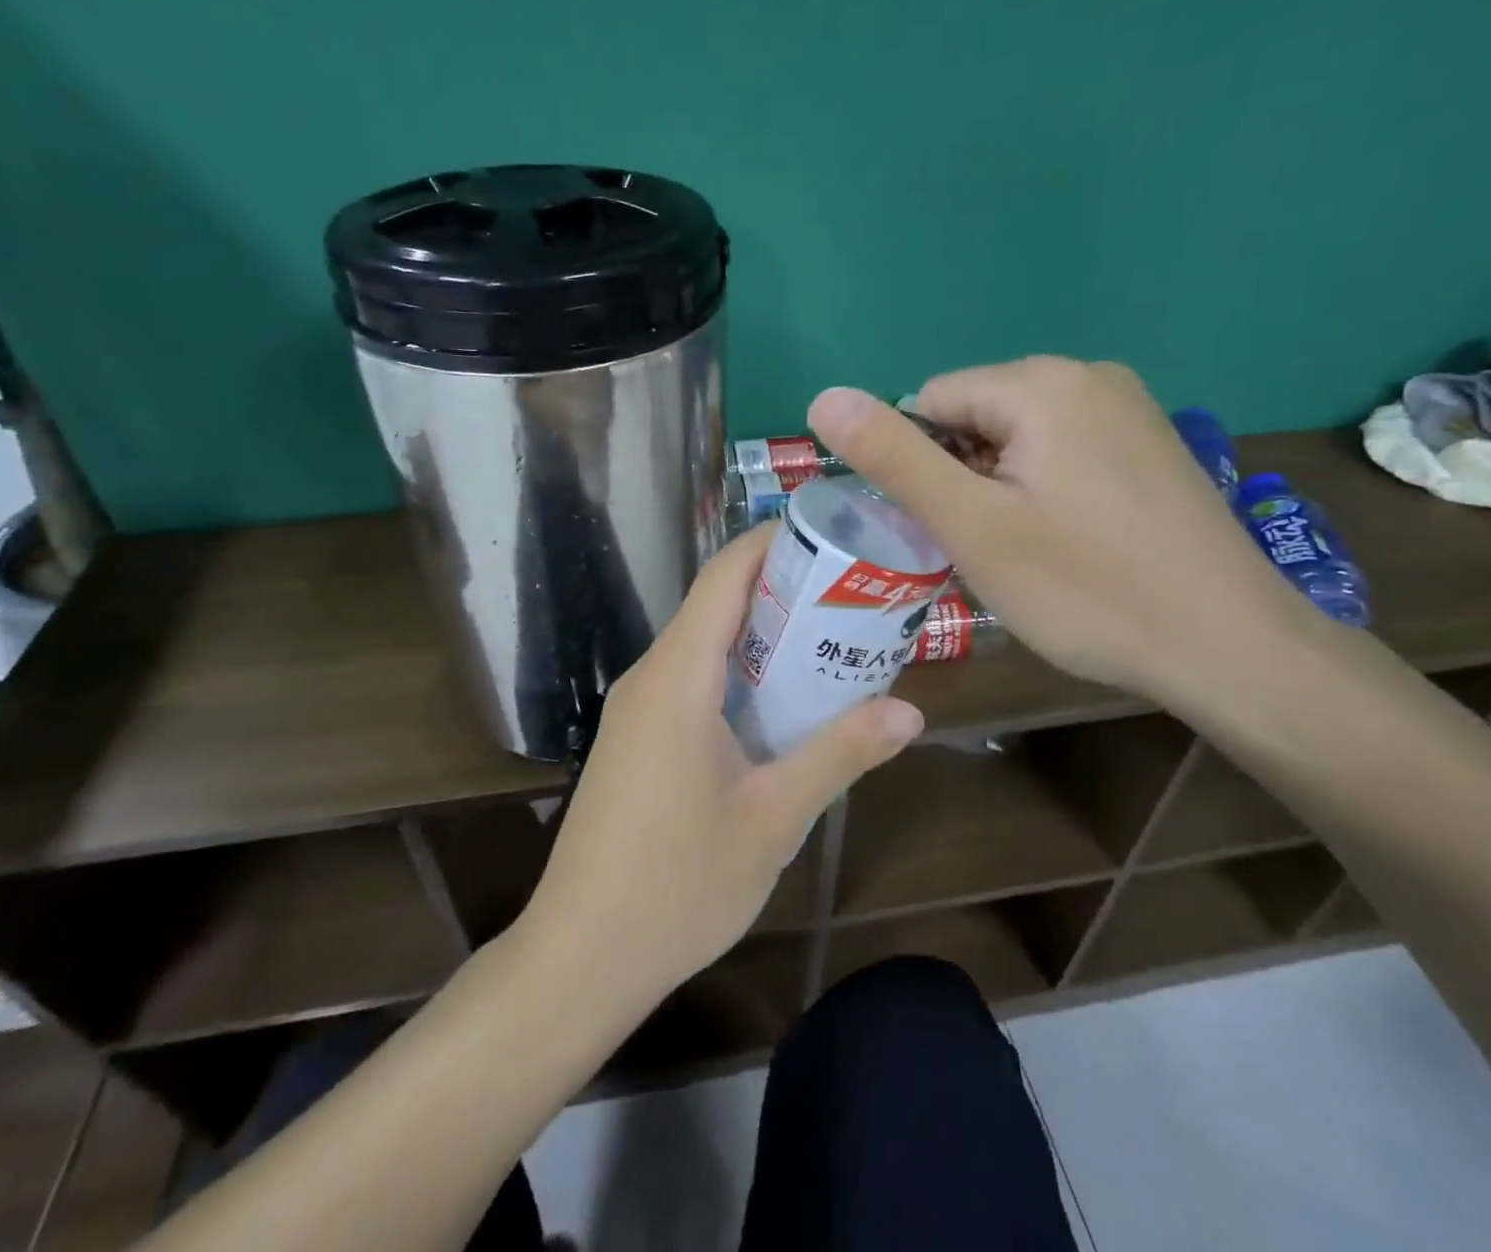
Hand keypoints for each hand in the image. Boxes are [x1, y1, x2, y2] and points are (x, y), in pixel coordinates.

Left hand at [518, 528, 924, 1011]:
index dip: (773, 540)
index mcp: (677, 677)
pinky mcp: (636, 738)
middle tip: (855, 593)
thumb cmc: (677, 886)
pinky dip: (740, 671)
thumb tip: (910, 712)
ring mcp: (637, 708)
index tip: (833, 533)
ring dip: (764, 634)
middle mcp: (650, 676)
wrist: (580, 957)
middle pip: (716, 601)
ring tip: (833, 639)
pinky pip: (691, 679)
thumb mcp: (773, 818)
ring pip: (704, 642)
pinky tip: (784, 702)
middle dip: (783, 587)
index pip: (724, 575)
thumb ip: (839, 754)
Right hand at [808, 356, 1307, 705]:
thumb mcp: (971, 525)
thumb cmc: (1086, 588)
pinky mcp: (1148, 446)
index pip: (929, 402)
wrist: (1229, 647)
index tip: (947, 529)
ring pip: (1016, 440)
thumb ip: (894, 458)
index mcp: (1041, 382)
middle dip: (961, 479)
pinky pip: (1061, 453)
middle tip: (986, 549)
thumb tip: (823, 397)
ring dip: (997, 490)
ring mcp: (1128, 409)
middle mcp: (1088, 376)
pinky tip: (1066, 544)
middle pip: (973, 418)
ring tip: (1024, 553)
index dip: (920, 469)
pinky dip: (1041, 492)